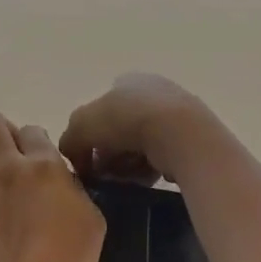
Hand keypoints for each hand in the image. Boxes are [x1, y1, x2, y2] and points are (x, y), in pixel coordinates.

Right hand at [59, 73, 213, 184]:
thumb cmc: (125, 120)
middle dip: (108, 154)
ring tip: (125, 180)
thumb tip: (72, 155)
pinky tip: (145, 179)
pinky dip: (149, 170)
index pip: (100, 109)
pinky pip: (161, 158)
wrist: (179, 133)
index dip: (90, 135)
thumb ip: (70, 139)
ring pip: (139, 147)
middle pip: (119, 130)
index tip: (87, 159)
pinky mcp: (190, 138)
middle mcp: (152, 92)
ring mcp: (174, 115)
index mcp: (127, 81)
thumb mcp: (81, 125)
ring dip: (127, 165)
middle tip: (104, 175)